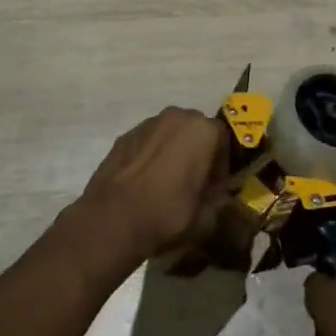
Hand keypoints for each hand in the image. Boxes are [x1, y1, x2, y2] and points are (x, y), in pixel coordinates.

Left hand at [72, 107, 228, 269]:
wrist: (112, 219)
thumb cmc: (167, 214)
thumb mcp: (206, 219)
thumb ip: (219, 203)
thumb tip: (218, 198)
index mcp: (203, 130)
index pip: (224, 140)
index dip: (222, 164)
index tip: (214, 187)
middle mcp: (176, 117)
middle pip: (196, 130)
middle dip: (198, 151)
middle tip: (193, 181)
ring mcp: (147, 124)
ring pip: (169, 133)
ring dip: (173, 151)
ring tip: (166, 182)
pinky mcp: (124, 136)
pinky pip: (147, 142)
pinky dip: (150, 156)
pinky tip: (144, 182)